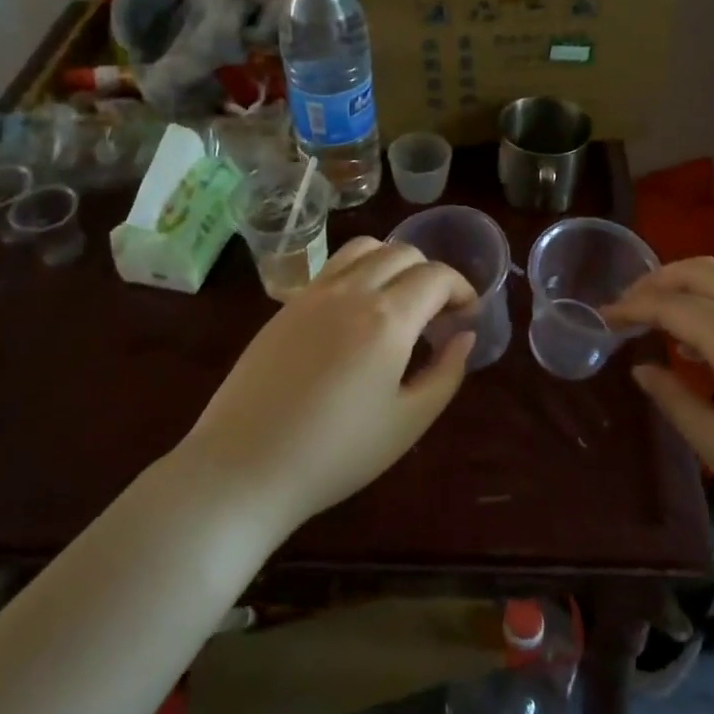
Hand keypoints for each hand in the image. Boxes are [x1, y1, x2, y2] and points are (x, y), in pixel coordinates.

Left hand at [178, 236, 476, 538]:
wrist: (244, 466)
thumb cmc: (336, 453)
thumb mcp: (408, 422)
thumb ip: (446, 373)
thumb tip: (464, 337)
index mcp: (387, 318)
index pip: (437, 276)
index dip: (463, 290)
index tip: (468, 316)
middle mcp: (352, 290)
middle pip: (404, 252)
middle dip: (432, 275)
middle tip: (438, 315)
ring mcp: (314, 292)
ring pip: (366, 247)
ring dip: (394, 262)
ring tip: (399, 302)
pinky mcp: (287, 304)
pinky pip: (334, 266)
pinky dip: (361, 271)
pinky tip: (358, 313)